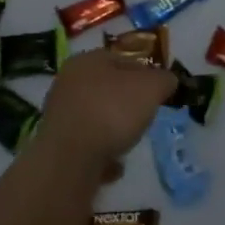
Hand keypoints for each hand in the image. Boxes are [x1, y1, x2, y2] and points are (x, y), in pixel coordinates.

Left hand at [37, 50, 176, 178]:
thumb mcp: (151, 88)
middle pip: (107, 88)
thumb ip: (163, 80)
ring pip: (96, 117)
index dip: (145, 73)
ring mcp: (59, 115)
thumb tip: (167, 81)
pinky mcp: (56, 146)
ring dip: (113, 129)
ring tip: (129, 143)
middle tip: (145, 117)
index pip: (123, 59)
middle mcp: (68, 83)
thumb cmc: (112, 111)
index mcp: (87, 60)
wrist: (70, 160)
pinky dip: (101, 154)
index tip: (159, 92)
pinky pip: (86, 146)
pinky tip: (113, 165)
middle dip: (127, 102)